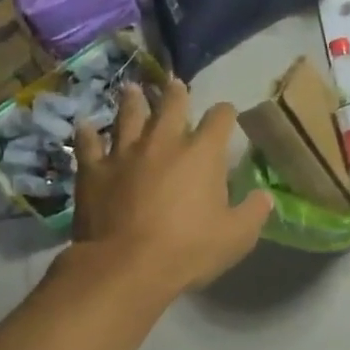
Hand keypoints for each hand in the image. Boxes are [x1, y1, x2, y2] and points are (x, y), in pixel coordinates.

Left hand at [71, 76, 272, 296]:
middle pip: (171, 106)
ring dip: (132, 101)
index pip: (219, 120)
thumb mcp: (236, 237)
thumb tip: (265, 196)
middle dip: (176, 94)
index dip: (225, 114)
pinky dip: (87, 134)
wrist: (126, 265)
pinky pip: (88, 144)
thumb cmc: (188, 250)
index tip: (227, 114)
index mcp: (201, 154)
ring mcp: (124, 153)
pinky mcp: (94, 170)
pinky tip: (85, 126)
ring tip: (132, 89)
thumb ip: (253, 212)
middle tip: (175, 84)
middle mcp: (163, 142)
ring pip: (128, 116)